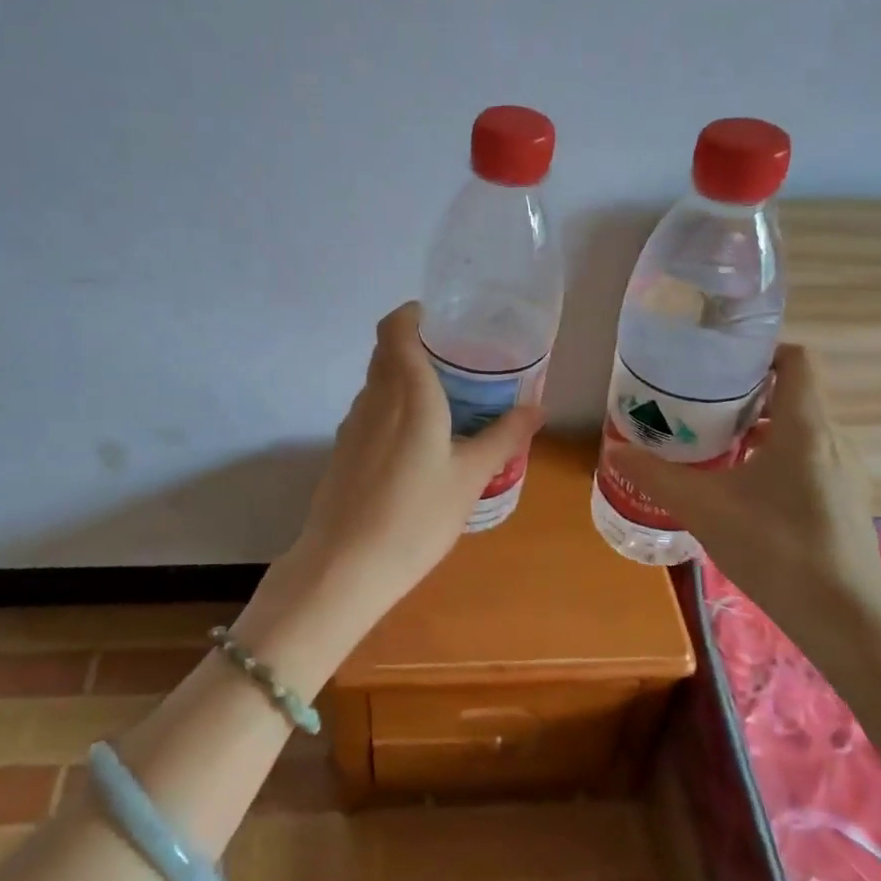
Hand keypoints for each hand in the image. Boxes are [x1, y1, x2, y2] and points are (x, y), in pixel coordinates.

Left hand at [283, 301, 543, 624]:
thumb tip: (537, 407)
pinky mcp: (343, 450)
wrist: (346, 566)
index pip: (395, 327)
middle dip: (419, 345)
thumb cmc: (416, 516)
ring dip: (406, 378)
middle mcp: (374, 397)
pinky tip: (418, 441)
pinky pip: (371, 411)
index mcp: (407, 391)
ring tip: (446, 400)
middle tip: (460, 361)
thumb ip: (504, 437)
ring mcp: (352, 424)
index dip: (414, 314)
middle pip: (387, 351)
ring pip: (378, 382)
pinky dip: (393, 408)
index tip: (445, 321)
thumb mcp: (471, 477)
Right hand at [613, 344, 880, 657]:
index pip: (797, 360)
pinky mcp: (846, 503)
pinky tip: (743, 489)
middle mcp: (833, 441)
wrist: (844, 621)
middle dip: (746, 393)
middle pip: (793, 395)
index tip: (718, 360)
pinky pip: (809, 461)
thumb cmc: (775, 549)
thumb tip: (614, 450)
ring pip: (800, 431)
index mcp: (806, 427)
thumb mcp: (703, 508)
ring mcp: (845, 474)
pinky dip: (775, 458)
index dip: (761, 350)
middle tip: (699, 404)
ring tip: (714, 444)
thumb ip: (656, 476)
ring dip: (760, 429)